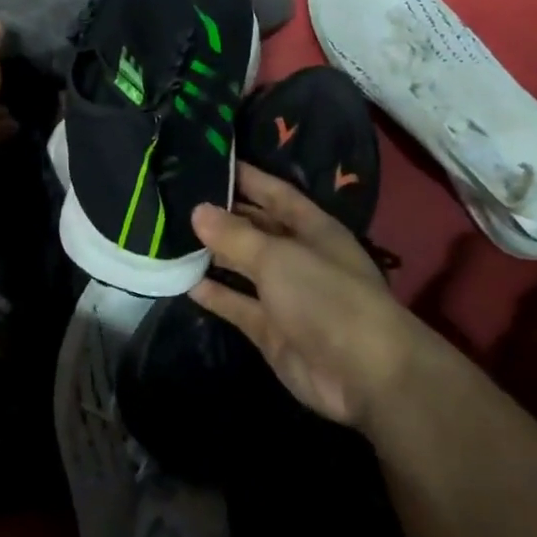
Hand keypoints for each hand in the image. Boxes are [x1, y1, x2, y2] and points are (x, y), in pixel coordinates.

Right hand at [189, 164, 414, 430]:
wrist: (365, 376)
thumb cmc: (327, 298)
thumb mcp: (278, 257)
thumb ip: (235, 234)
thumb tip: (197, 211)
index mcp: (312, 229)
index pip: (274, 192)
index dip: (246, 176)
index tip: (207, 161)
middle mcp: (298, 256)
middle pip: (255, 228)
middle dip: (221, 214)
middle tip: (176, 198)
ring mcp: (284, 295)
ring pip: (243, 266)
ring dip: (212, 253)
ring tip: (170, 235)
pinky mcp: (271, 330)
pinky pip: (237, 304)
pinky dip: (214, 294)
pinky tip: (183, 281)